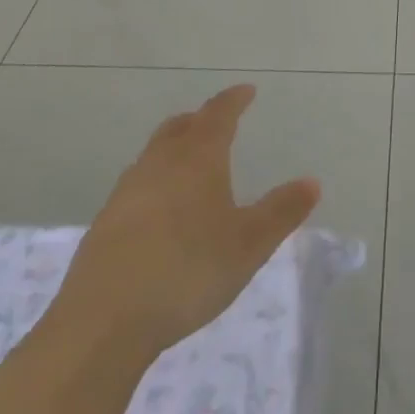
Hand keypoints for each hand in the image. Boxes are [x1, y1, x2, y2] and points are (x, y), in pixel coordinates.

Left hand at [42, 84, 320, 359]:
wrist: (102, 322)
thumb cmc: (187, 271)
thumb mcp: (248, 245)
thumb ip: (281, 212)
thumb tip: (312, 182)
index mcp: (198, 158)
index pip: (218, 115)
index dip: (234, 100)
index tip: (246, 91)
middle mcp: (160, 164)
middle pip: (179, 128)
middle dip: (199, 120)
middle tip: (215, 121)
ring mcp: (127, 193)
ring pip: (153, 155)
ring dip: (173, 149)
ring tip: (188, 164)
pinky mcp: (104, 225)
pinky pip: (136, 187)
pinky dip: (153, 183)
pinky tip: (158, 212)